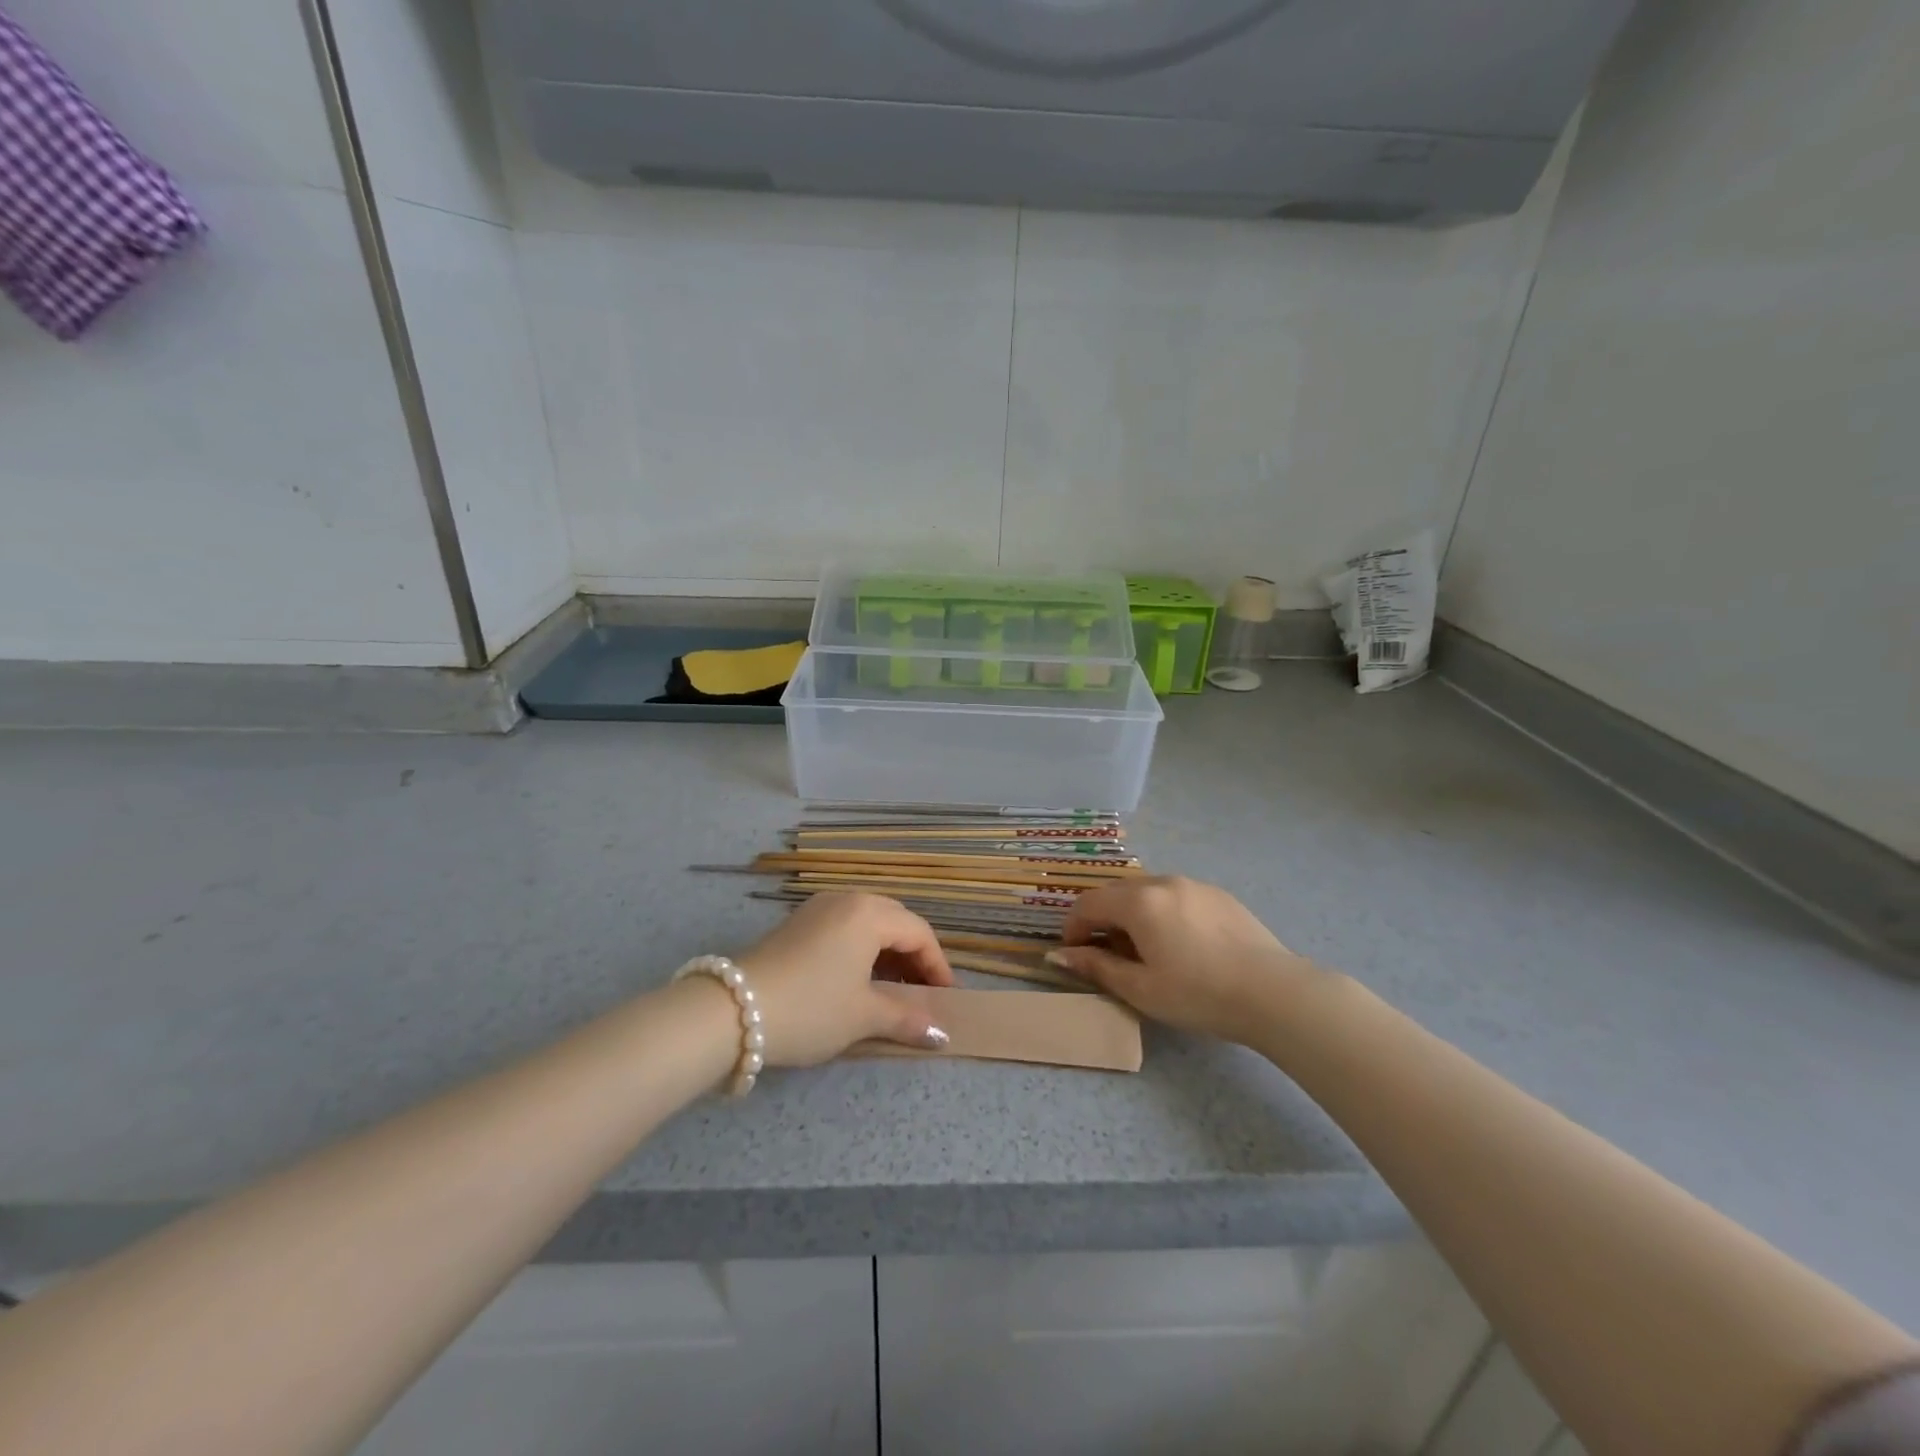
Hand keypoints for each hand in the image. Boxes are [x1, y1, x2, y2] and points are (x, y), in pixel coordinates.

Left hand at [736, 894, 955, 1065]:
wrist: (731, 1011)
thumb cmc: (811, 1008)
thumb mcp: (863, 1016)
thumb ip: (907, 1018)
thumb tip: (941, 1034)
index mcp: (869, 914)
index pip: (919, 933)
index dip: (938, 966)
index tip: (947, 999)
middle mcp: (846, 900)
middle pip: (895, 921)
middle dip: (913, 956)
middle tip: (921, 992)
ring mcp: (817, 908)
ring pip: (867, 923)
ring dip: (886, 953)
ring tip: (891, 990)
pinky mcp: (796, 924)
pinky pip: (843, 928)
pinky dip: (860, 950)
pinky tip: (856, 981)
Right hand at [1046, 876, 1325, 1043]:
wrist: (1274, 994)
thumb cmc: (1199, 995)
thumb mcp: (1140, 989)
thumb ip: (1097, 967)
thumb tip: (1058, 955)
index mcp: (1139, 902)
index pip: (1089, 903)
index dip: (1074, 927)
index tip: (1075, 955)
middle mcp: (1164, 882)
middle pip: (1117, 892)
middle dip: (1102, 919)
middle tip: (1106, 954)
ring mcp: (1195, 885)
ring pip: (1148, 891)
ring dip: (1132, 914)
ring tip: (1144, 950)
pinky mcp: (1220, 895)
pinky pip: (1177, 896)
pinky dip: (1162, 912)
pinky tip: (1180, 944)